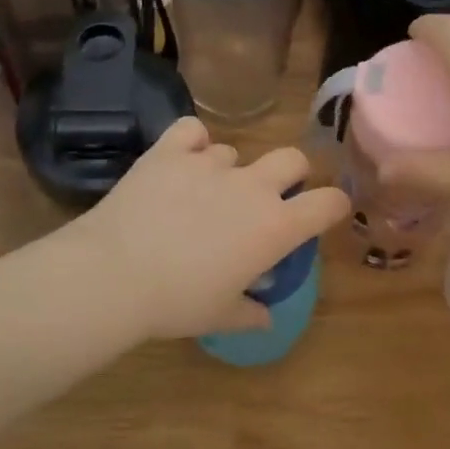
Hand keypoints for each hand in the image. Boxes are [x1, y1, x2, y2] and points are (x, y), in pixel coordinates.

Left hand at [66, 117, 350, 339]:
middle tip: (269, 198)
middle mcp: (251, 186)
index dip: (334, 205)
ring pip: (234, 151)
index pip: (328, 203)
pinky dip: (190, 143)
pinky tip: (180, 161)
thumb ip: (250, 313)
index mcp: (275, 227)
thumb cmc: (177, 303)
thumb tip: (265, 317)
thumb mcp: (221, 316)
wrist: (114, 274)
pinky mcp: (170, 151)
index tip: (326, 213)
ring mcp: (209, 163)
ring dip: (228, 170)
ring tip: (202, 194)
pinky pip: (192, 131)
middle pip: (293, 158)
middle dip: (290, 174)